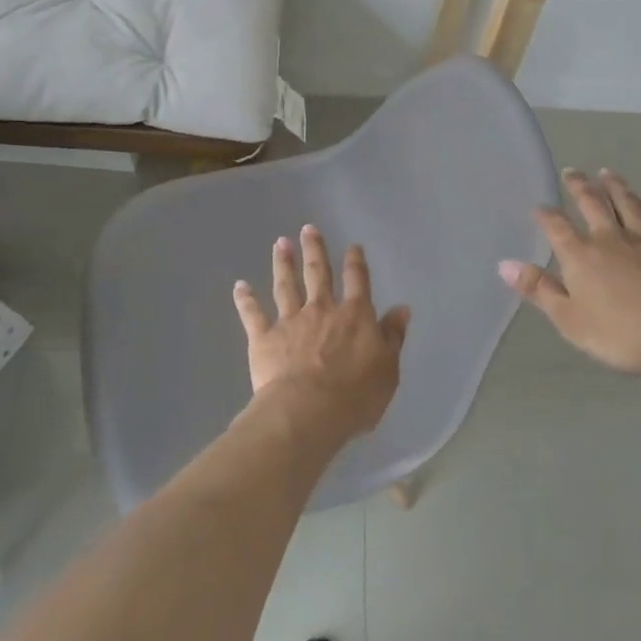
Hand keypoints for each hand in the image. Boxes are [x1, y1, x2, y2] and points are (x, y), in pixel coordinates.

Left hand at [233, 225, 408, 440]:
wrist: (308, 411)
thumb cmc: (355, 396)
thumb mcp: (387, 368)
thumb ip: (392, 336)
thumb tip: (401, 309)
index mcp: (354, 316)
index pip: (357, 281)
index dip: (355, 262)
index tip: (352, 246)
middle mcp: (321, 310)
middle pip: (318, 273)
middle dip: (314, 249)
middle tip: (308, 228)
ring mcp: (290, 321)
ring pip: (286, 285)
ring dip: (283, 263)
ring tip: (280, 243)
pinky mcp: (264, 337)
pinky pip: (253, 314)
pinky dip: (245, 299)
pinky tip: (239, 285)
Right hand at [499, 169, 640, 383]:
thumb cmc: (619, 333)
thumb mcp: (568, 319)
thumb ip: (539, 289)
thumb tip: (504, 264)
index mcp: (581, 255)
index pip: (556, 226)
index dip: (545, 215)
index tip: (539, 207)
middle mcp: (611, 238)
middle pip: (592, 203)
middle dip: (579, 186)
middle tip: (572, 172)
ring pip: (629, 205)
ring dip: (617, 187)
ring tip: (608, 173)